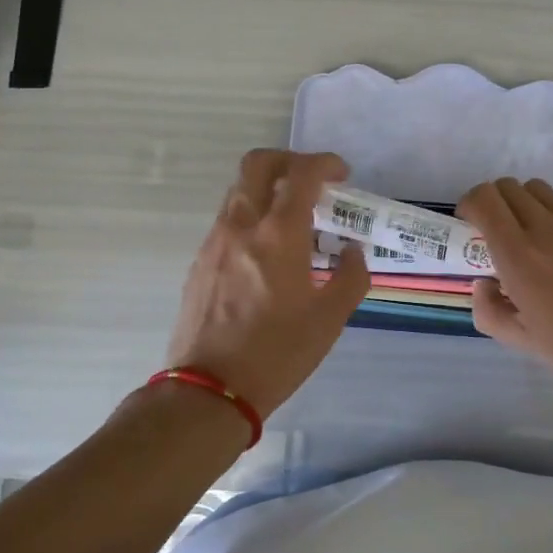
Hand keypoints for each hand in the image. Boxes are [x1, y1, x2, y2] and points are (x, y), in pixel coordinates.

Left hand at [166, 150, 368, 420]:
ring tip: (294, 221)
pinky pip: (228, 219)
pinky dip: (252, 216)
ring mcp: (215, 241)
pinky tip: (268, 253)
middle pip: (258, 163)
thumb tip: (352, 251)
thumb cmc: (276, 353)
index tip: (342, 176)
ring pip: (240, 190)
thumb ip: (351, 276)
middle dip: (289, 160)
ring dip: (269, 189)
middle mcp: (242, 225)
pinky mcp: (200, 261)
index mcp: (278, 234)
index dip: (325, 164)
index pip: (301, 173)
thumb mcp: (329, 319)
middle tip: (312, 182)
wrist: (208, 391)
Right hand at [456, 178, 552, 402]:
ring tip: (534, 236)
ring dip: (525, 205)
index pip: (483, 198)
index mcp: (518, 255)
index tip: (470, 226)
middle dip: (494, 204)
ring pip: (538, 189)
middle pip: (507, 187)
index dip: (469, 204)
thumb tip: (483, 284)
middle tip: (498, 235)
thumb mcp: (526, 344)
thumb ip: (491, 312)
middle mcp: (545, 226)